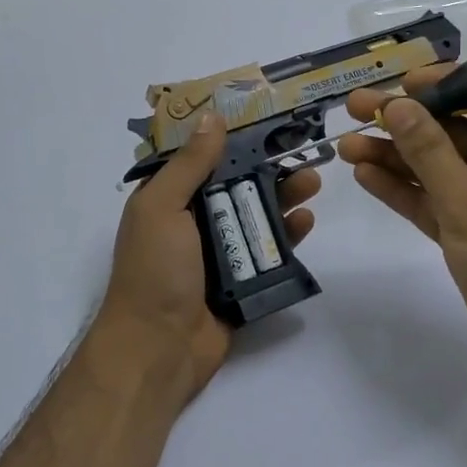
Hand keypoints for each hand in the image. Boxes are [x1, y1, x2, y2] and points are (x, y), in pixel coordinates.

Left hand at [92, 112, 321, 411]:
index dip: (234, 141)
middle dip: (269, 171)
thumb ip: (189, 164)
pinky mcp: (241, 283)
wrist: (158, 348)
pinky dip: (287, 238)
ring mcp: (218, 255)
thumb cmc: (154, 270)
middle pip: (237, 188)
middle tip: (303, 156)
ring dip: (283, 200)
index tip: (268, 123)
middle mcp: (193, 224)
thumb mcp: (163, 207)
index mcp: (169, 201)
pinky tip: (306, 223)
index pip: (204, 161)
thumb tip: (212, 117)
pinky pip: (267, 255)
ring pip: (256, 219)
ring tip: (312, 185)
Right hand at [340, 67, 466, 388]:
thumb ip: (428, 150)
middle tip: (354, 108)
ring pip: (431, 165)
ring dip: (391, 155)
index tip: (400, 82)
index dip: (441, 82)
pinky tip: (364, 175)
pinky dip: (399, 188)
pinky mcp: (464, 229)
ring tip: (345, 146)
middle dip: (402, 120)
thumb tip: (398, 105)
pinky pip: (428, 198)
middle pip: (447, 129)